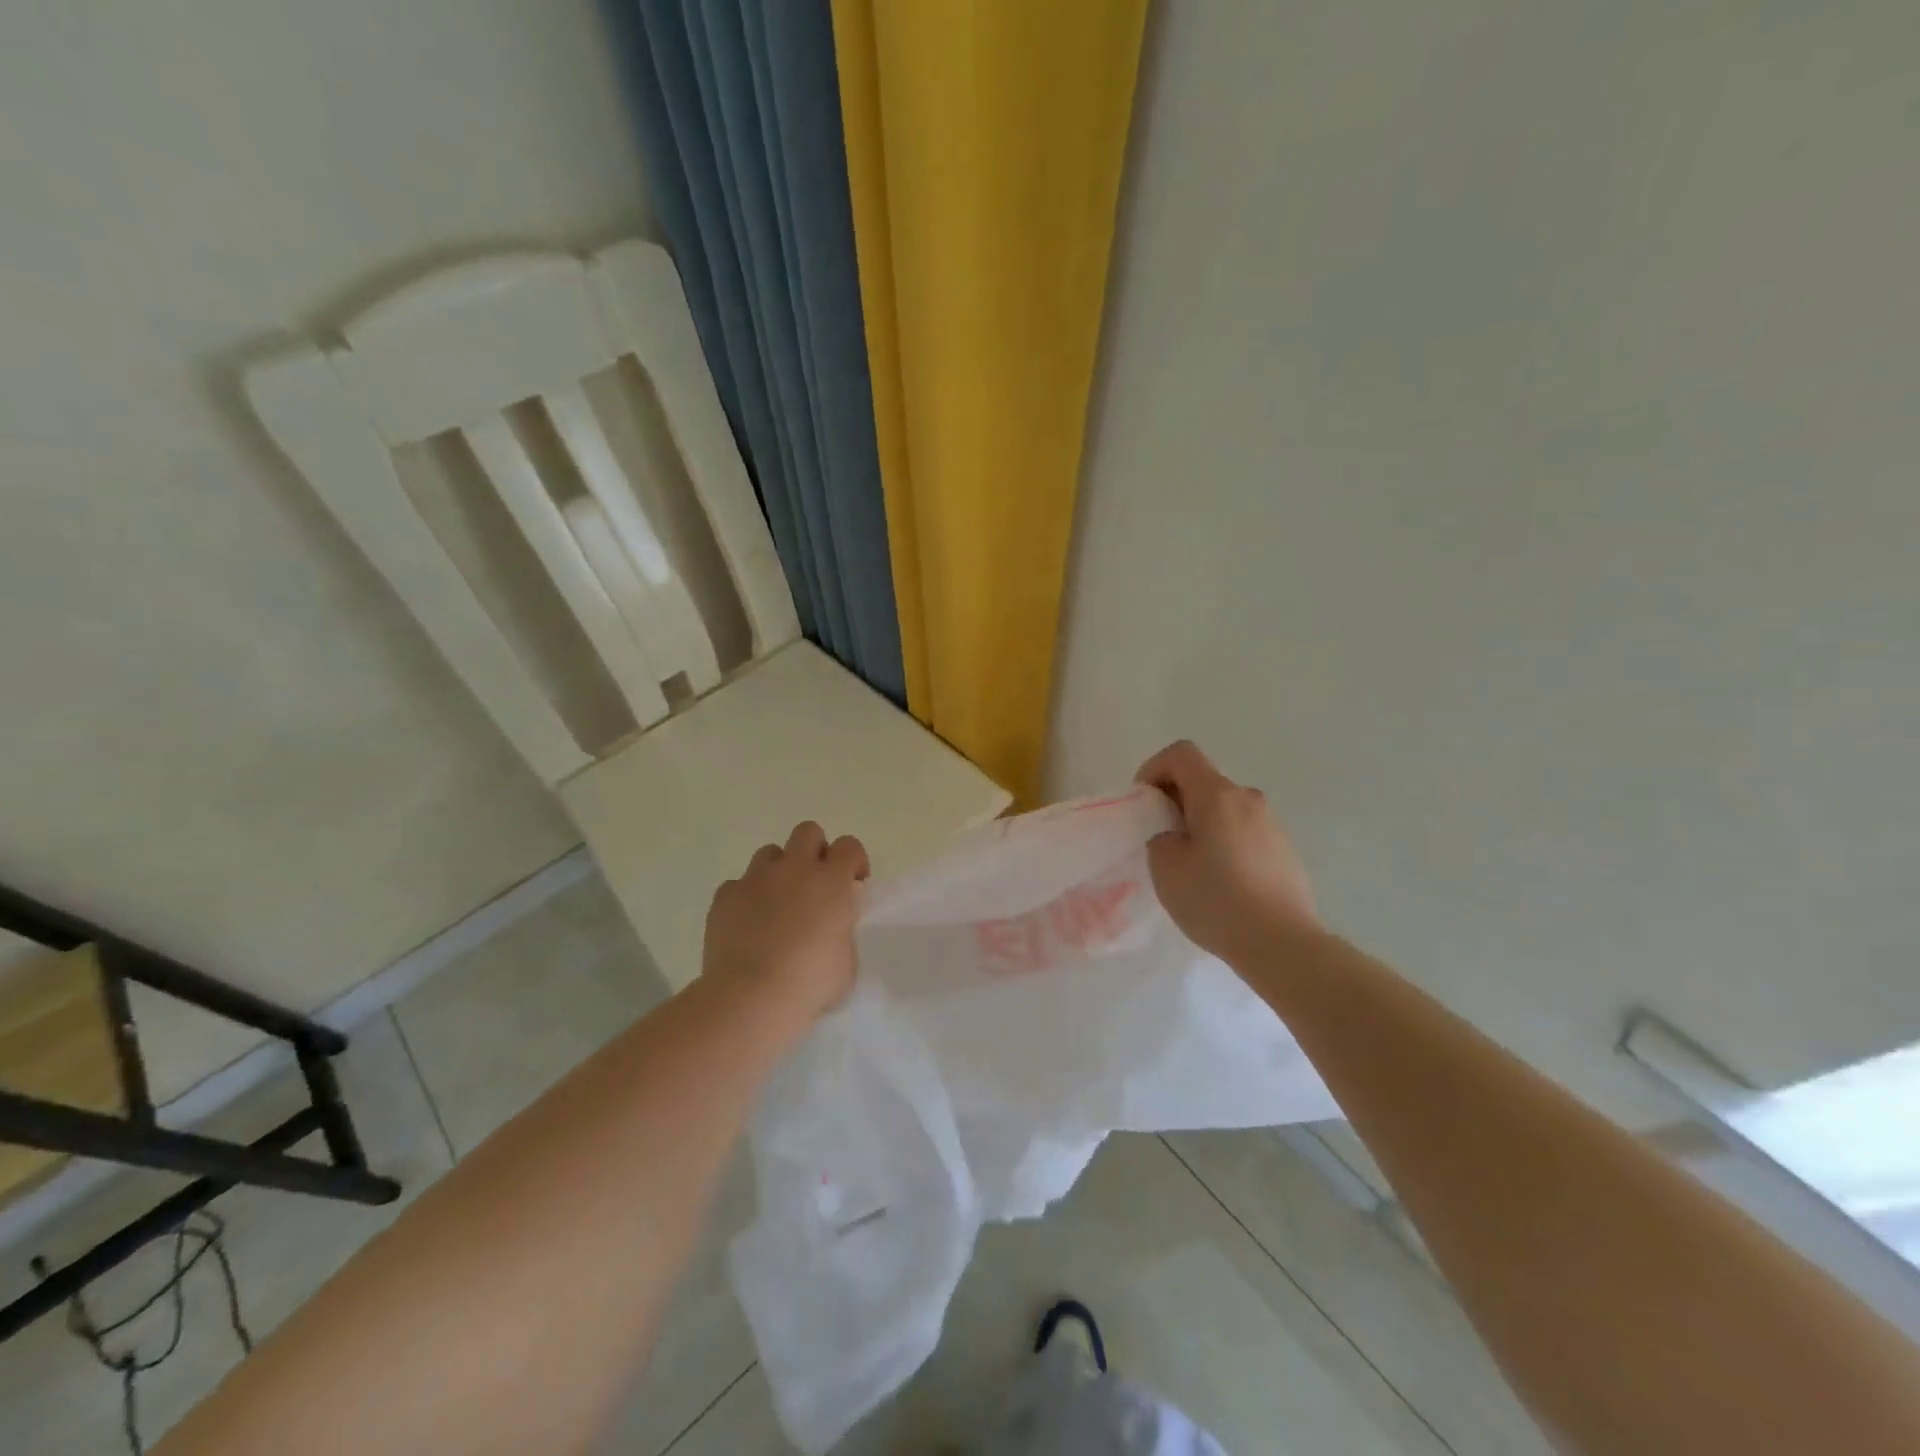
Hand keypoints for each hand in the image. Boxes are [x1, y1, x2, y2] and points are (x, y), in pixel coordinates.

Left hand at [702, 822, 869, 1024]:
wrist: (750, 999)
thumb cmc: (810, 984)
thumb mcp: (846, 961)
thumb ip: (842, 931)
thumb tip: (832, 927)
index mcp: (831, 881)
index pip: (849, 846)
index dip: (853, 860)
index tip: (853, 883)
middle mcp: (795, 869)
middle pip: (807, 832)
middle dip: (814, 850)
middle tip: (814, 883)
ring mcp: (756, 879)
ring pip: (769, 853)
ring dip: (778, 871)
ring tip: (777, 903)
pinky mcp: (725, 896)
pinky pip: (738, 885)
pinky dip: (745, 898)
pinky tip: (747, 924)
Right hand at [1135, 740, 1319, 964]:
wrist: (1282, 944)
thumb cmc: (1216, 900)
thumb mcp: (1166, 868)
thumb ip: (1160, 837)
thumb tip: (1175, 834)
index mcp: (1216, 795)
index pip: (1181, 753)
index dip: (1154, 768)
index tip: (1144, 803)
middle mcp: (1248, 798)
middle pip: (1203, 781)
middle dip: (1175, 800)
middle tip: (1160, 838)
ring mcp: (1271, 824)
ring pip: (1224, 808)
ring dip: (1201, 823)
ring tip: (1190, 865)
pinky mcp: (1284, 850)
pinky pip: (1244, 832)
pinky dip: (1224, 842)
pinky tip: (1221, 883)